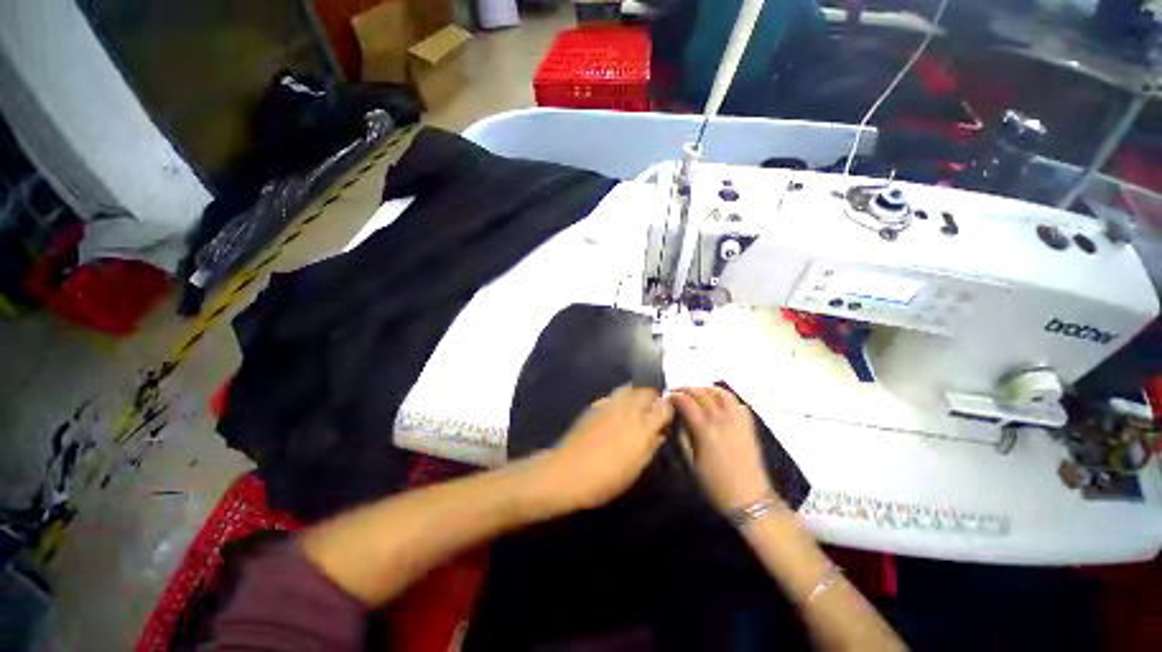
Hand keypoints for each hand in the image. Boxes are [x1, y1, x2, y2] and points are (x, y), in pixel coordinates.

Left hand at [528, 386, 672, 517]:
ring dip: (640, 392)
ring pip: (631, 386)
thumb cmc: (606, 478)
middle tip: (656, 407)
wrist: (567, 471)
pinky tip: (621, 409)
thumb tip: (662, 430)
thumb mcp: (636, 468)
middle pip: (648, 389)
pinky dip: (624, 397)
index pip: (664, 406)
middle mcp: (628, 409)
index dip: (671, 408)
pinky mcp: (596, 403)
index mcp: (641, 427)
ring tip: (640, 405)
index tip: (671, 414)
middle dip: (656, 395)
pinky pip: (616, 393)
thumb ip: (652, 444)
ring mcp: (610, 403)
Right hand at [671, 387, 773, 513]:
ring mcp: (737, 420)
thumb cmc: (715, 485)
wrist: (749, 498)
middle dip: (686, 388)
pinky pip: (736, 403)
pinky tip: (717, 403)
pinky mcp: (749, 425)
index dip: (674, 395)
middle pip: (702, 392)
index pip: (686, 401)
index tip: (667, 396)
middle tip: (677, 392)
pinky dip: (724, 397)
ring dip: (706, 389)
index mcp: (705, 430)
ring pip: (721, 392)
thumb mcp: (691, 462)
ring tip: (697, 393)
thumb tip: (678, 420)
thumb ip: (684, 436)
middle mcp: (721, 420)